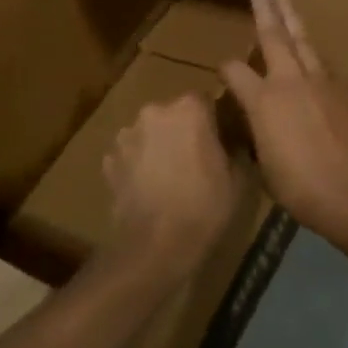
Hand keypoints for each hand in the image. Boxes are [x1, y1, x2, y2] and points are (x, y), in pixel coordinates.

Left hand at [102, 93, 240, 286]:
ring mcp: (127, 135)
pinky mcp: (109, 160)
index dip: (214, 120)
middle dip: (184, 131)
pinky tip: (148, 189)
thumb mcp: (238, 178)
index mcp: (189, 109)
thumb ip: (237, 148)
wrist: (155, 246)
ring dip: (159, 145)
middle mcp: (154, 112)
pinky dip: (138, 165)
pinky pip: (130, 154)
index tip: (221, 141)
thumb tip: (234, 140)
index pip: (206, 100)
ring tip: (169, 177)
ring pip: (150, 133)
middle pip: (174, 114)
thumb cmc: (204, 207)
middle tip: (196, 160)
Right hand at [219, 0, 347, 247]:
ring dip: (293, 19)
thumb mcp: (265, 167)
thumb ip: (258, 138)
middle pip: (274, 37)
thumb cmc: (301, 188)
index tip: (223, 69)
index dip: (226, 69)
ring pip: (303, 41)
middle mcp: (289, 82)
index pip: (236, 72)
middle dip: (266, 11)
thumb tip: (256, 128)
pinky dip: (313, 50)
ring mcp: (320, 83)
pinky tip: (311, 49)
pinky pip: (323, 62)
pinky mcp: (343, 91)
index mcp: (263, 102)